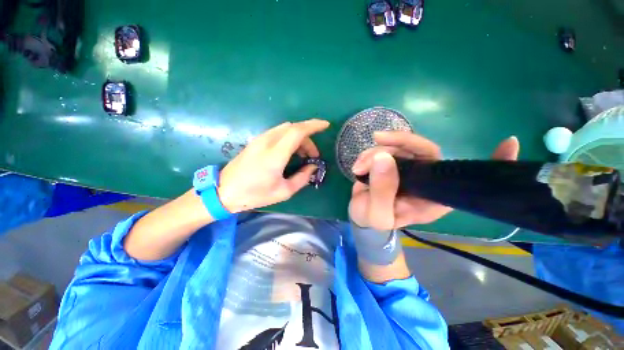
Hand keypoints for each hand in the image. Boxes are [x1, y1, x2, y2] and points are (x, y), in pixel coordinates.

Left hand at [218, 119, 329, 212]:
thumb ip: (302, 178)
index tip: (326, 125)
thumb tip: (313, 167)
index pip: (297, 131)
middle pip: (293, 128)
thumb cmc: (255, 194)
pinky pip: (277, 133)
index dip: (314, 125)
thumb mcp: (284, 191)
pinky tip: (290, 152)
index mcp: (275, 154)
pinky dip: (289, 138)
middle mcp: (267, 142)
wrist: (224, 192)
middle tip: (313, 155)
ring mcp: (259, 139)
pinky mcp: (256, 141)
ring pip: (285, 129)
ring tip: (303, 155)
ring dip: (298, 138)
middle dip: (308, 137)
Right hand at [348, 131, 519, 229]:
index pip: (465, 180)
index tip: (509, 143)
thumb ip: (381, 191)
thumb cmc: (373, 221)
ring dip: (376, 151)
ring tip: (358, 167)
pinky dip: (369, 153)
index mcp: (433, 198)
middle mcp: (426, 179)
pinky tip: (358, 165)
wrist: (361, 217)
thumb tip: (383, 158)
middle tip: (377, 139)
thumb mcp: (377, 214)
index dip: (490, 164)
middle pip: (424, 149)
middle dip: (399, 142)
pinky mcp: (392, 163)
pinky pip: (385, 149)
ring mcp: (408, 169)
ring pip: (399, 146)